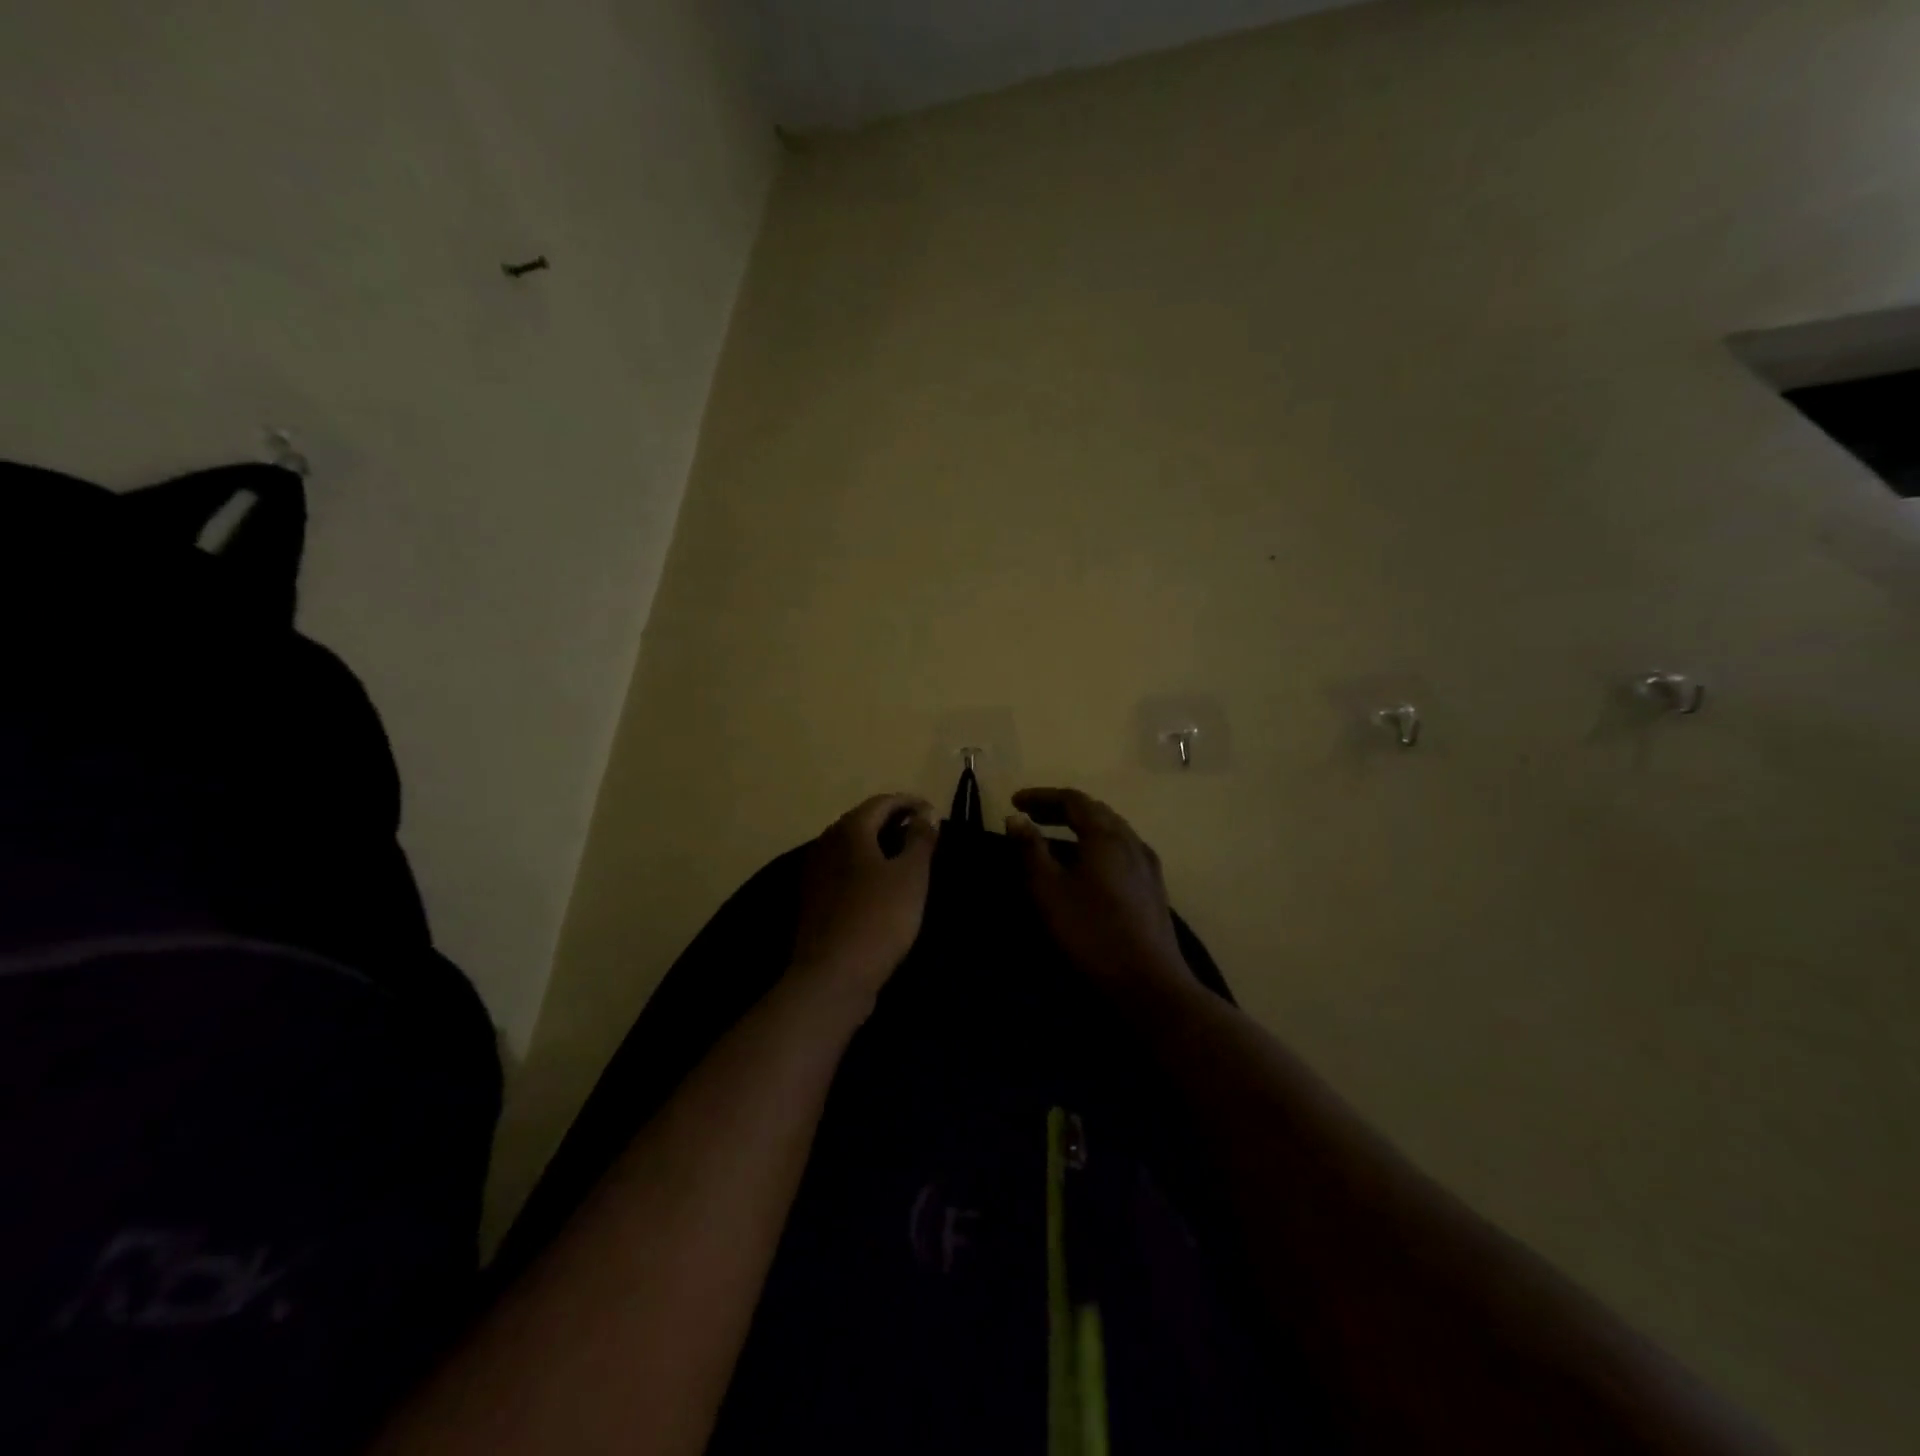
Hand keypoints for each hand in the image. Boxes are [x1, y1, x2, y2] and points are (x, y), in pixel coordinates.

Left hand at [791, 793, 938, 1000]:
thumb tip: (926, 813)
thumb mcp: (911, 876)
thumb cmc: (879, 917)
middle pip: (863, 820)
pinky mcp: (814, 898)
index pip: (883, 802)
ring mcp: (816, 871)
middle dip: (894, 821)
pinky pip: (844, 869)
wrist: (833, 974)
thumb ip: (920, 839)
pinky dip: (866, 866)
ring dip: (879, 845)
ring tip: (907, 858)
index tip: (934, 813)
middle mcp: (827, 842)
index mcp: (850, 829)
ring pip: (852, 846)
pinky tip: (882, 885)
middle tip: (923, 834)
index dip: (910, 803)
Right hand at [1007, 788, 1191, 998]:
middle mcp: (1131, 840)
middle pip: (1095, 810)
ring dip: (1081, 825)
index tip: (1015, 801)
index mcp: (1106, 835)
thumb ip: (1030, 849)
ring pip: (1112, 829)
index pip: (1072, 799)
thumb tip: (1016, 818)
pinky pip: (1122, 848)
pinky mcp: (1153, 886)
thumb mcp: (1049, 890)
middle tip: (1032, 816)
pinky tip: (1090, 864)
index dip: (1041, 796)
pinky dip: (1097, 843)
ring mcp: (1147, 863)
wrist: (1148, 981)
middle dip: (1061, 808)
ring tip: (1056, 836)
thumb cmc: (1091, 932)